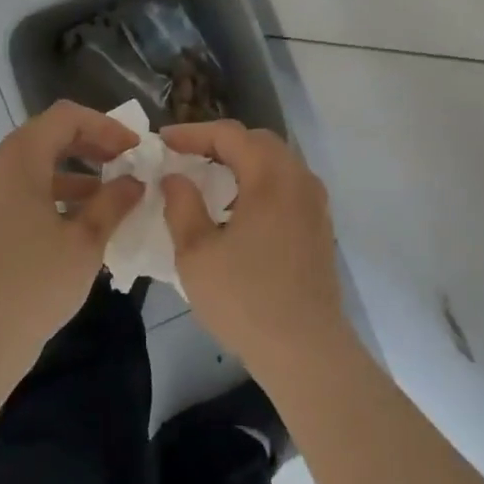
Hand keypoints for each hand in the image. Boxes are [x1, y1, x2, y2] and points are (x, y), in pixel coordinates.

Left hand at [0, 101, 142, 383]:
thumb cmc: (35, 285)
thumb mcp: (86, 242)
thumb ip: (113, 202)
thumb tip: (133, 182)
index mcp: (15, 162)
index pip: (64, 117)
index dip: (104, 125)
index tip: (133, 148)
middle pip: (42, 138)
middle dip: (87, 147)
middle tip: (121, 165)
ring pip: (25, 169)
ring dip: (66, 175)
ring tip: (101, 199)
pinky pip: (8, 194)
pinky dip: (41, 196)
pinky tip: (65, 227)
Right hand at [159, 121, 351, 385]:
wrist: (306, 350)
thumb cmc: (245, 300)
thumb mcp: (197, 254)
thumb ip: (182, 206)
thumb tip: (176, 177)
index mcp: (270, 177)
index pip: (229, 135)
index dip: (193, 133)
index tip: (163, 141)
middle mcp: (298, 179)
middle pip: (258, 141)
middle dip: (220, 142)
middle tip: (187, 154)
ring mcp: (315, 202)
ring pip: (277, 161)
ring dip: (243, 160)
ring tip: (210, 177)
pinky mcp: (320, 224)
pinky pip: (288, 184)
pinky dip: (261, 180)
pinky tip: (240, 207)